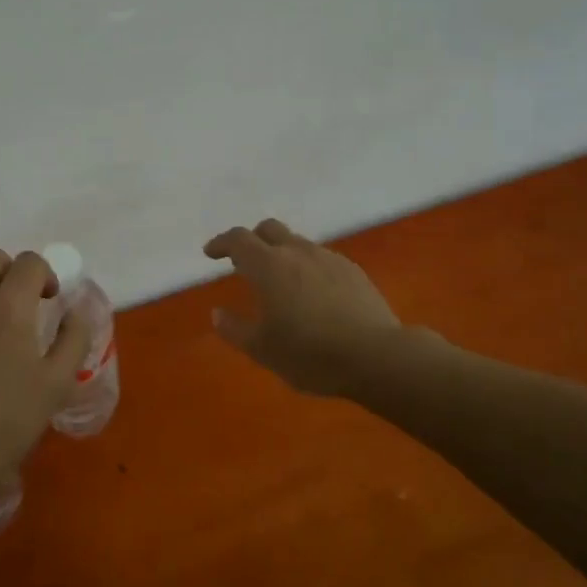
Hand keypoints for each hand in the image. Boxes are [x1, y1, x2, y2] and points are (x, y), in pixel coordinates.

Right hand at [203, 219, 403, 396]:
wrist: (377, 357)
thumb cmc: (310, 354)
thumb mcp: (262, 349)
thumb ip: (235, 329)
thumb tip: (218, 313)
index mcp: (269, 266)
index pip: (238, 240)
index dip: (221, 243)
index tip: (210, 253)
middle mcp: (297, 253)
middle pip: (269, 229)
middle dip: (251, 240)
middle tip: (242, 261)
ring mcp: (329, 259)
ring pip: (297, 243)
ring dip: (281, 254)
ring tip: (279, 282)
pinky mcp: (353, 271)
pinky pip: (321, 259)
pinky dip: (307, 267)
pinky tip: (312, 294)